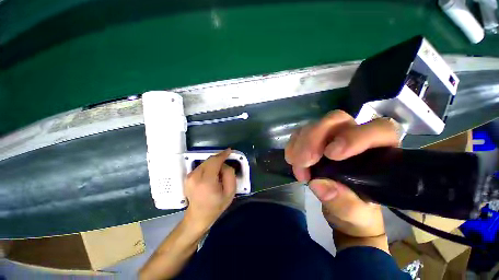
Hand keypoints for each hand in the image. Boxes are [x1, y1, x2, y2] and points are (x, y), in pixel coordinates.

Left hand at [183, 149, 236, 231]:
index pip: (214, 161)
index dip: (223, 155)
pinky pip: (201, 166)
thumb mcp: (230, 192)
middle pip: (209, 160)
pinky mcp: (187, 177)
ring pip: (205, 162)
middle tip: (227, 162)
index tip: (229, 150)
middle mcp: (194, 176)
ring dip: (214, 163)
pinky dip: (208, 166)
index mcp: (206, 181)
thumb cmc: (216, 205)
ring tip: (220, 171)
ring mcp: (189, 177)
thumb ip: (229, 174)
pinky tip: (212, 173)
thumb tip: (224, 165)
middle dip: (219, 159)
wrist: (198, 217)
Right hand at [285, 110, 399, 237]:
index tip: (331, 155)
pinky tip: (292, 160)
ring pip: (314, 125)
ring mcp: (330, 136)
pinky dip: (293, 145)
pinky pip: (299, 134)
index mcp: (378, 152)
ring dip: (300, 144)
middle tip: (305, 161)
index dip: (354, 137)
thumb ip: (343, 203)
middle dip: (315, 138)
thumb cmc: (357, 211)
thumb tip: (319, 184)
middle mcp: (353, 136)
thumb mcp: (355, 215)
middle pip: (336, 120)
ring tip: (297, 166)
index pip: (378, 130)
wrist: (342, 207)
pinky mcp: (313, 140)